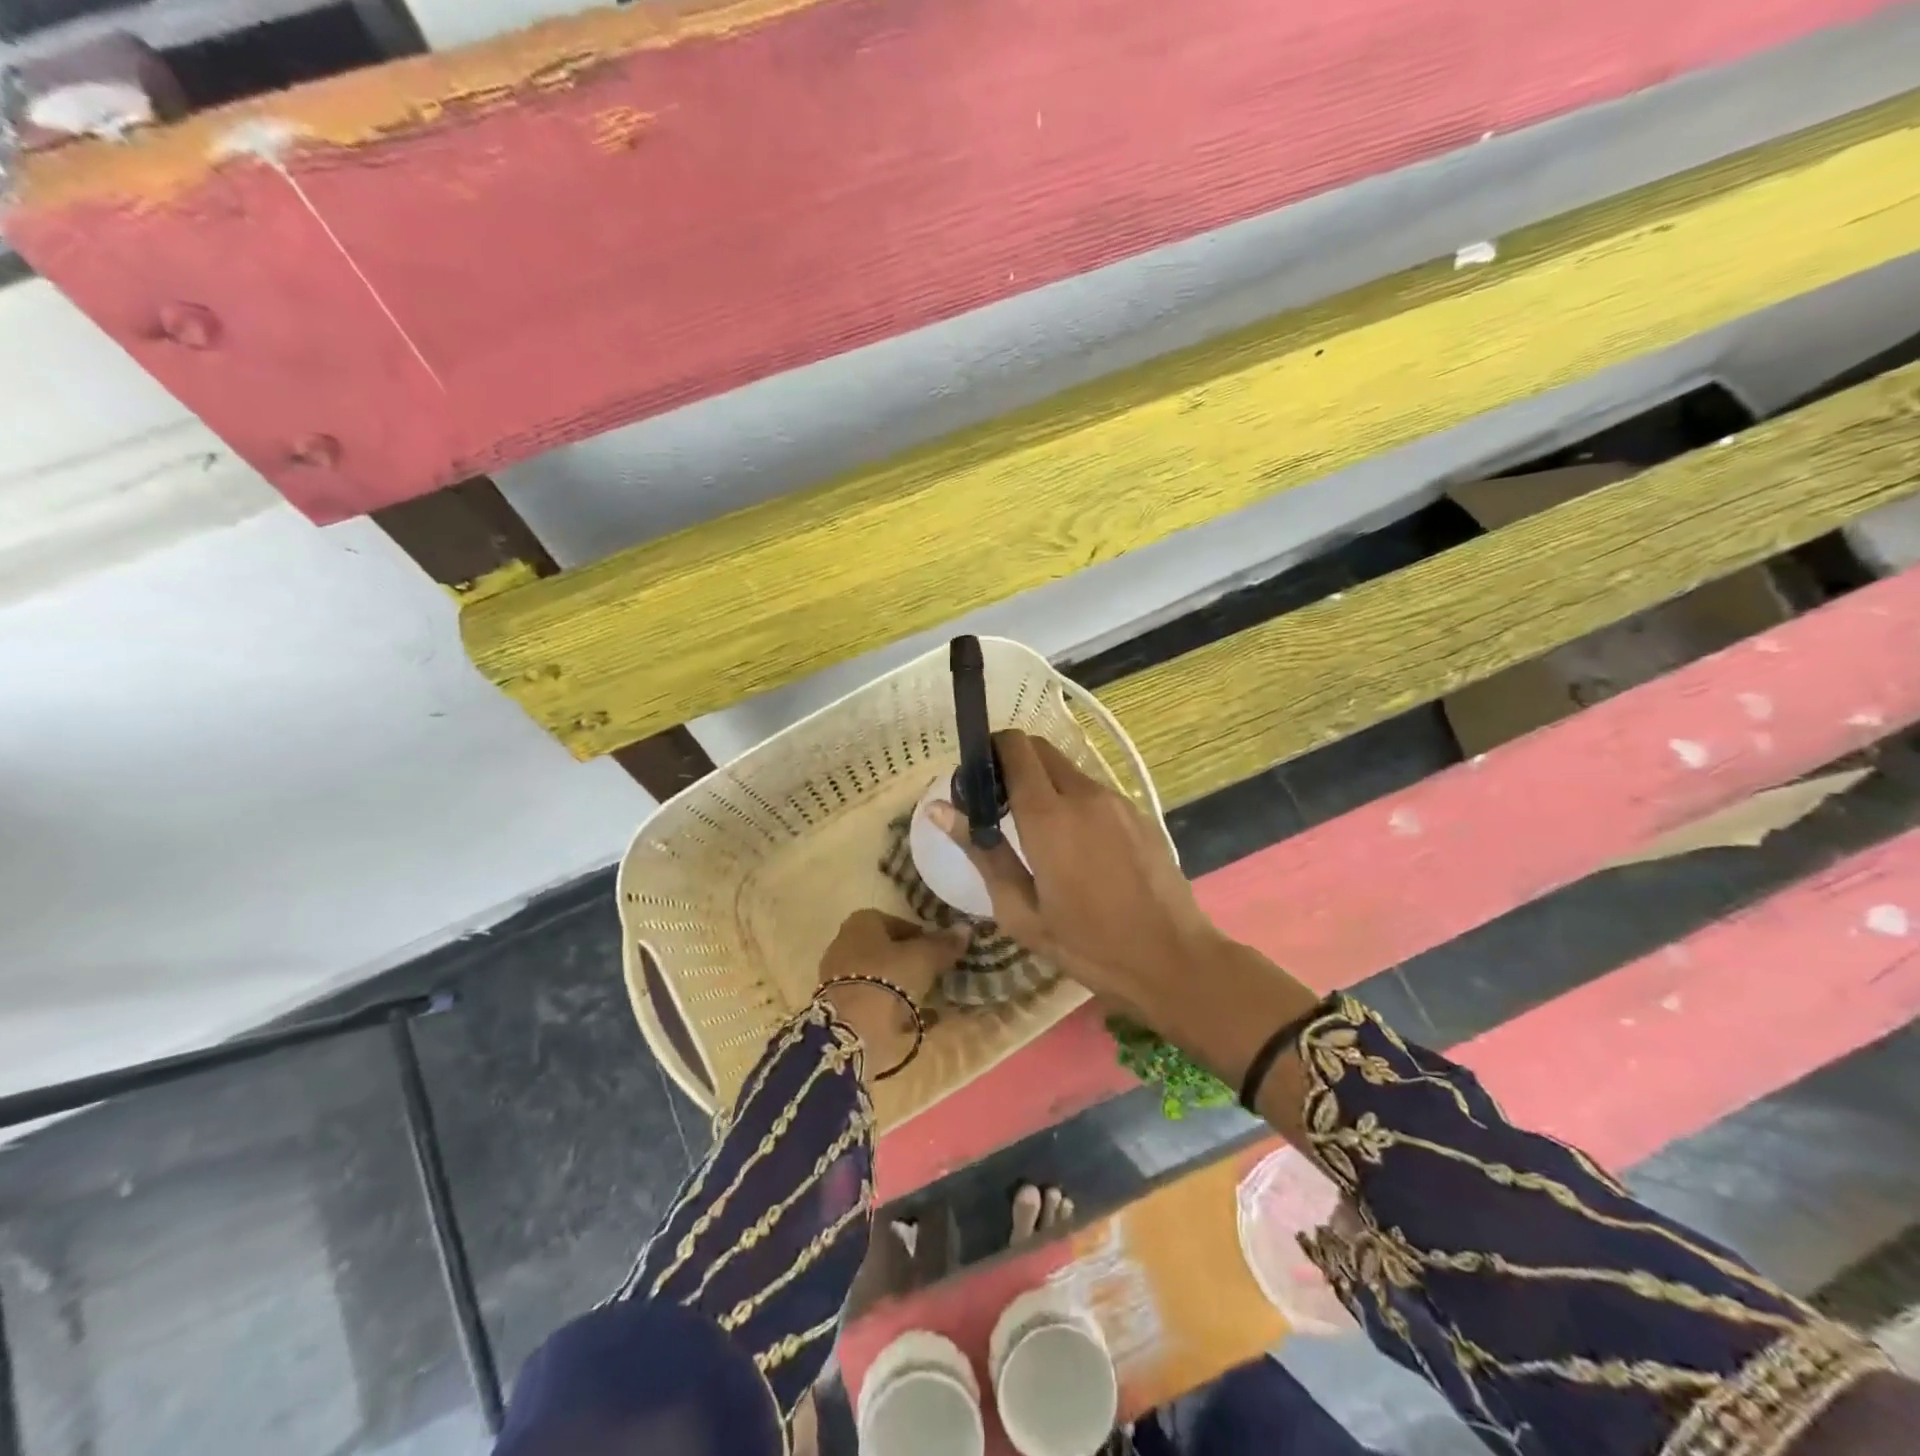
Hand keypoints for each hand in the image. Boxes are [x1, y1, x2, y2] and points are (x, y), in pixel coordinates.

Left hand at [816, 909, 966, 1076]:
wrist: (850, 1029)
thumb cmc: (887, 979)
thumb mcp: (923, 959)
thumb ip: (943, 944)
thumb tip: (965, 929)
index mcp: (862, 922)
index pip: (899, 923)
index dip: (922, 937)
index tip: (939, 954)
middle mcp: (844, 943)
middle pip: (886, 950)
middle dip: (909, 963)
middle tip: (934, 977)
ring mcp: (837, 976)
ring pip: (878, 977)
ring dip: (900, 987)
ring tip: (926, 1002)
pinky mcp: (837, 1006)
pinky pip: (871, 1001)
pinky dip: (889, 1009)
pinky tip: (910, 1022)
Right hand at [927, 731, 1221, 1024]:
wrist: (1173, 960)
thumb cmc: (1088, 946)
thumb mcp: (1021, 911)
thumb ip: (982, 852)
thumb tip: (939, 810)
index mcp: (1048, 816)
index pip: (1014, 749)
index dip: (990, 751)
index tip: (976, 779)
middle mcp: (1084, 794)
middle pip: (1040, 749)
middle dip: (1014, 762)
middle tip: (999, 803)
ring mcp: (1117, 800)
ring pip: (1068, 769)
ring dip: (1044, 782)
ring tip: (1036, 830)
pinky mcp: (1138, 813)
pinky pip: (1094, 790)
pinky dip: (1073, 799)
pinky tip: (1076, 845)